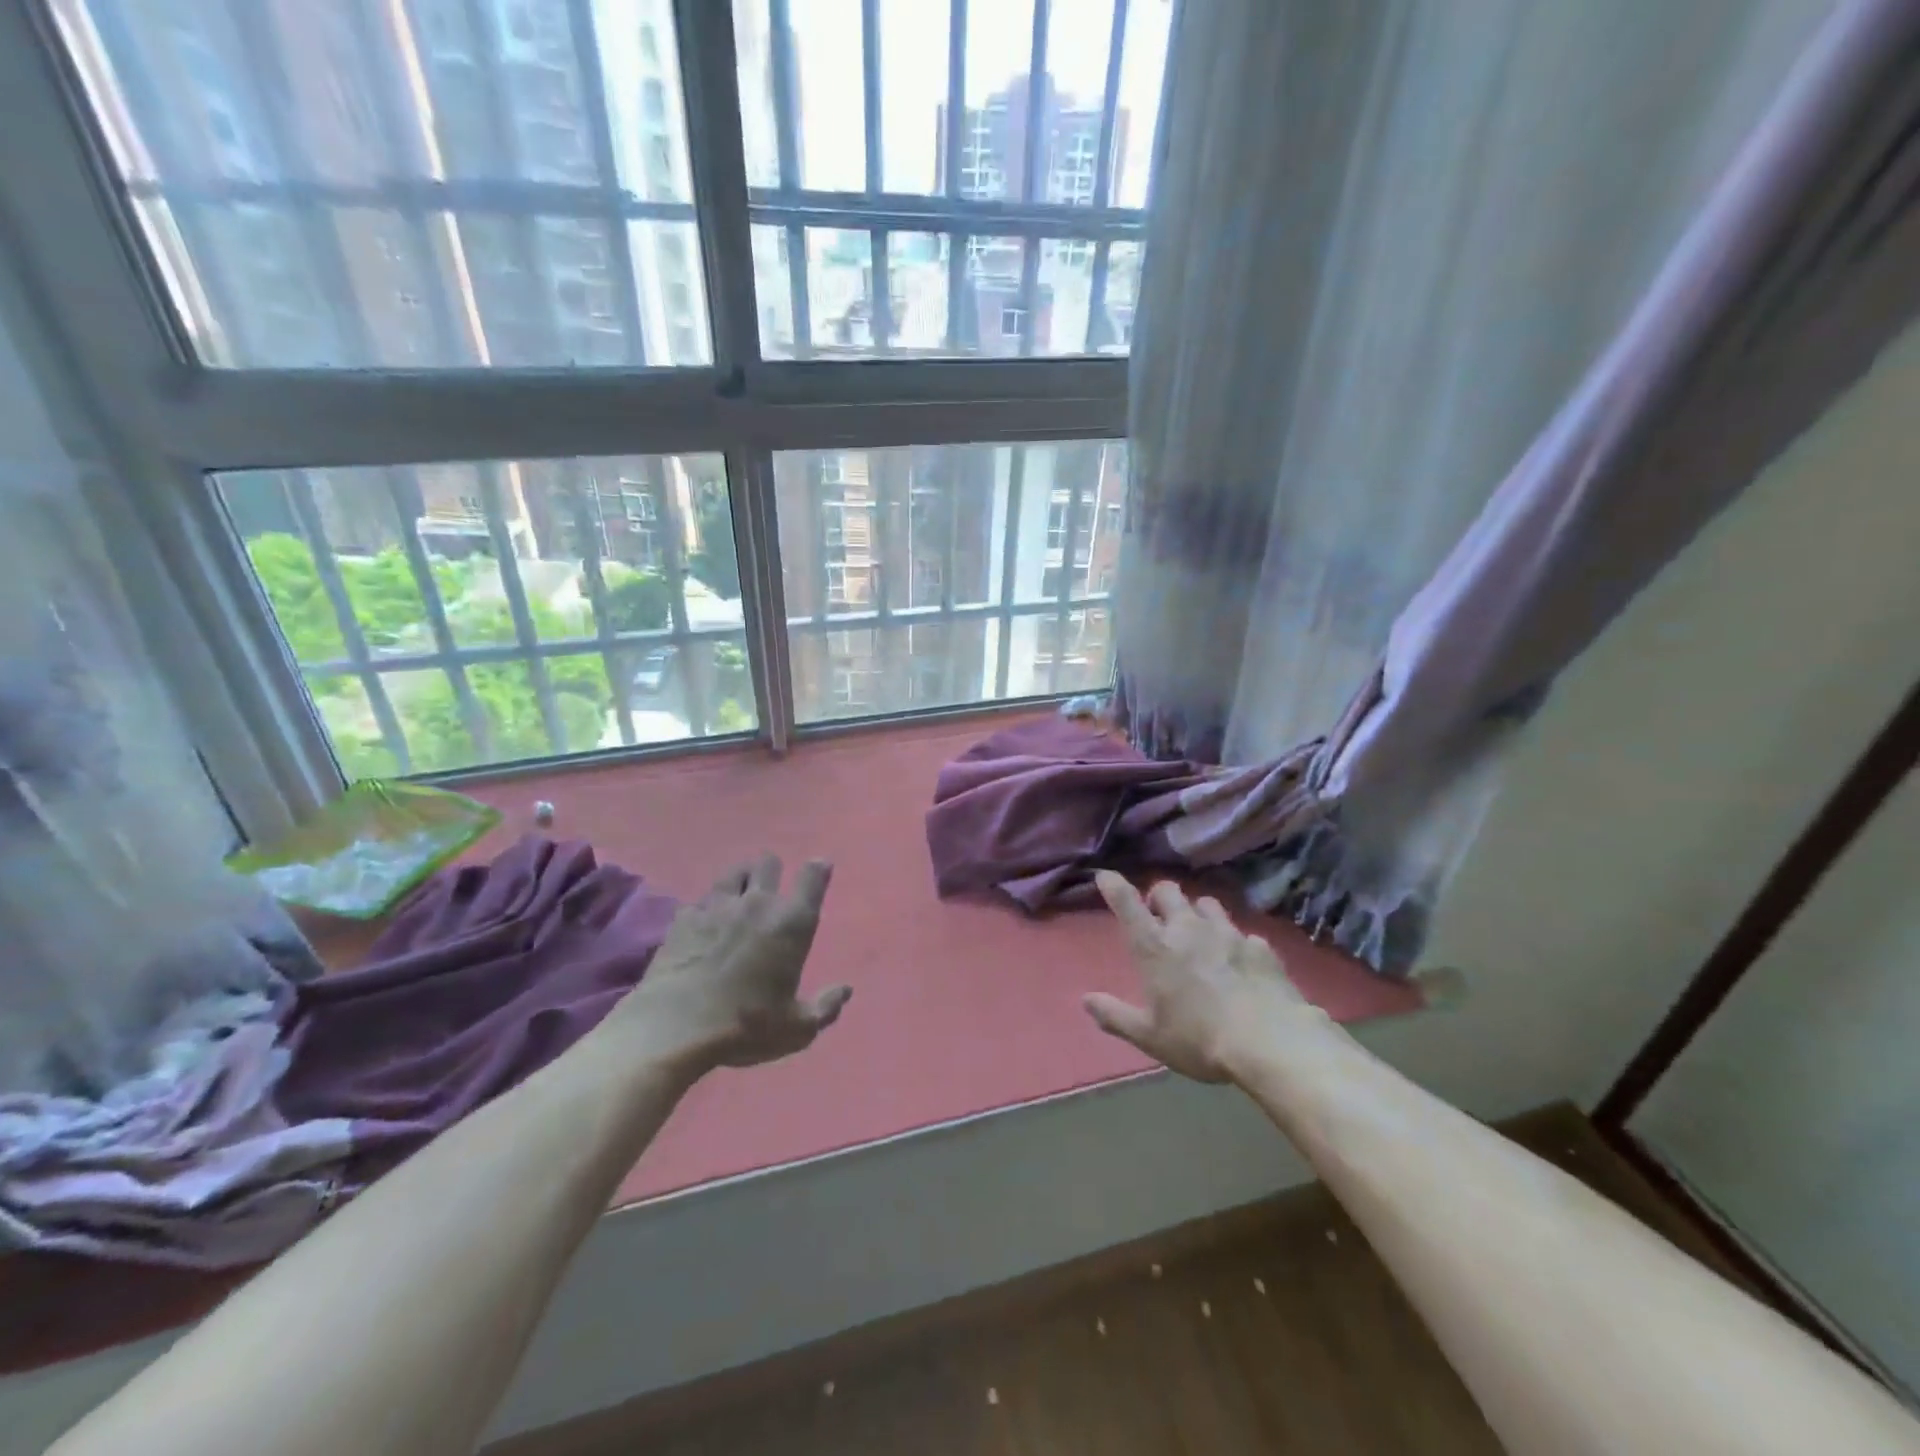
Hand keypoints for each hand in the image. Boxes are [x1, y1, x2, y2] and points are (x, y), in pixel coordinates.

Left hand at [612, 854, 851, 1072]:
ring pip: (734, 871)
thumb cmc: (746, 1026)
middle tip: (770, 890)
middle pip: (769, 862)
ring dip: (741, 879)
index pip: (813, 877)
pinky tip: (703, 924)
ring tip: (738, 896)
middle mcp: (758, 903)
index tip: (819, 869)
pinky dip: (705, 907)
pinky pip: (700, 899)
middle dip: (773, 870)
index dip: (818, 869)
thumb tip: (845, 990)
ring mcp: (717, 906)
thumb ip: (826, 1007)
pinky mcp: (683, 918)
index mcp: (792, 923)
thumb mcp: (797, 1029)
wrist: (676, 1027)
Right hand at [1083, 872, 1320, 1083]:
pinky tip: (1240, 962)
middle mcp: (1188, 929)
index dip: (1113, 885)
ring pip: (1207, 903)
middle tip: (1159, 916)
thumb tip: (1086, 1000)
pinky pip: (1242, 933)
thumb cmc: (1199, 1040)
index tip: (1105, 876)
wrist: (1271, 1044)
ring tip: (1200, 933)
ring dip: (1197, 913)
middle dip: (1159, 897)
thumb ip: (1115, 1016)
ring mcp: (1227, 933)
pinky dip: (1235, 942)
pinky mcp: (1260, 946)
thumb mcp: (1149, 1037)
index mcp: (1155, 947)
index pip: (1127, 904)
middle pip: (1168, 891)